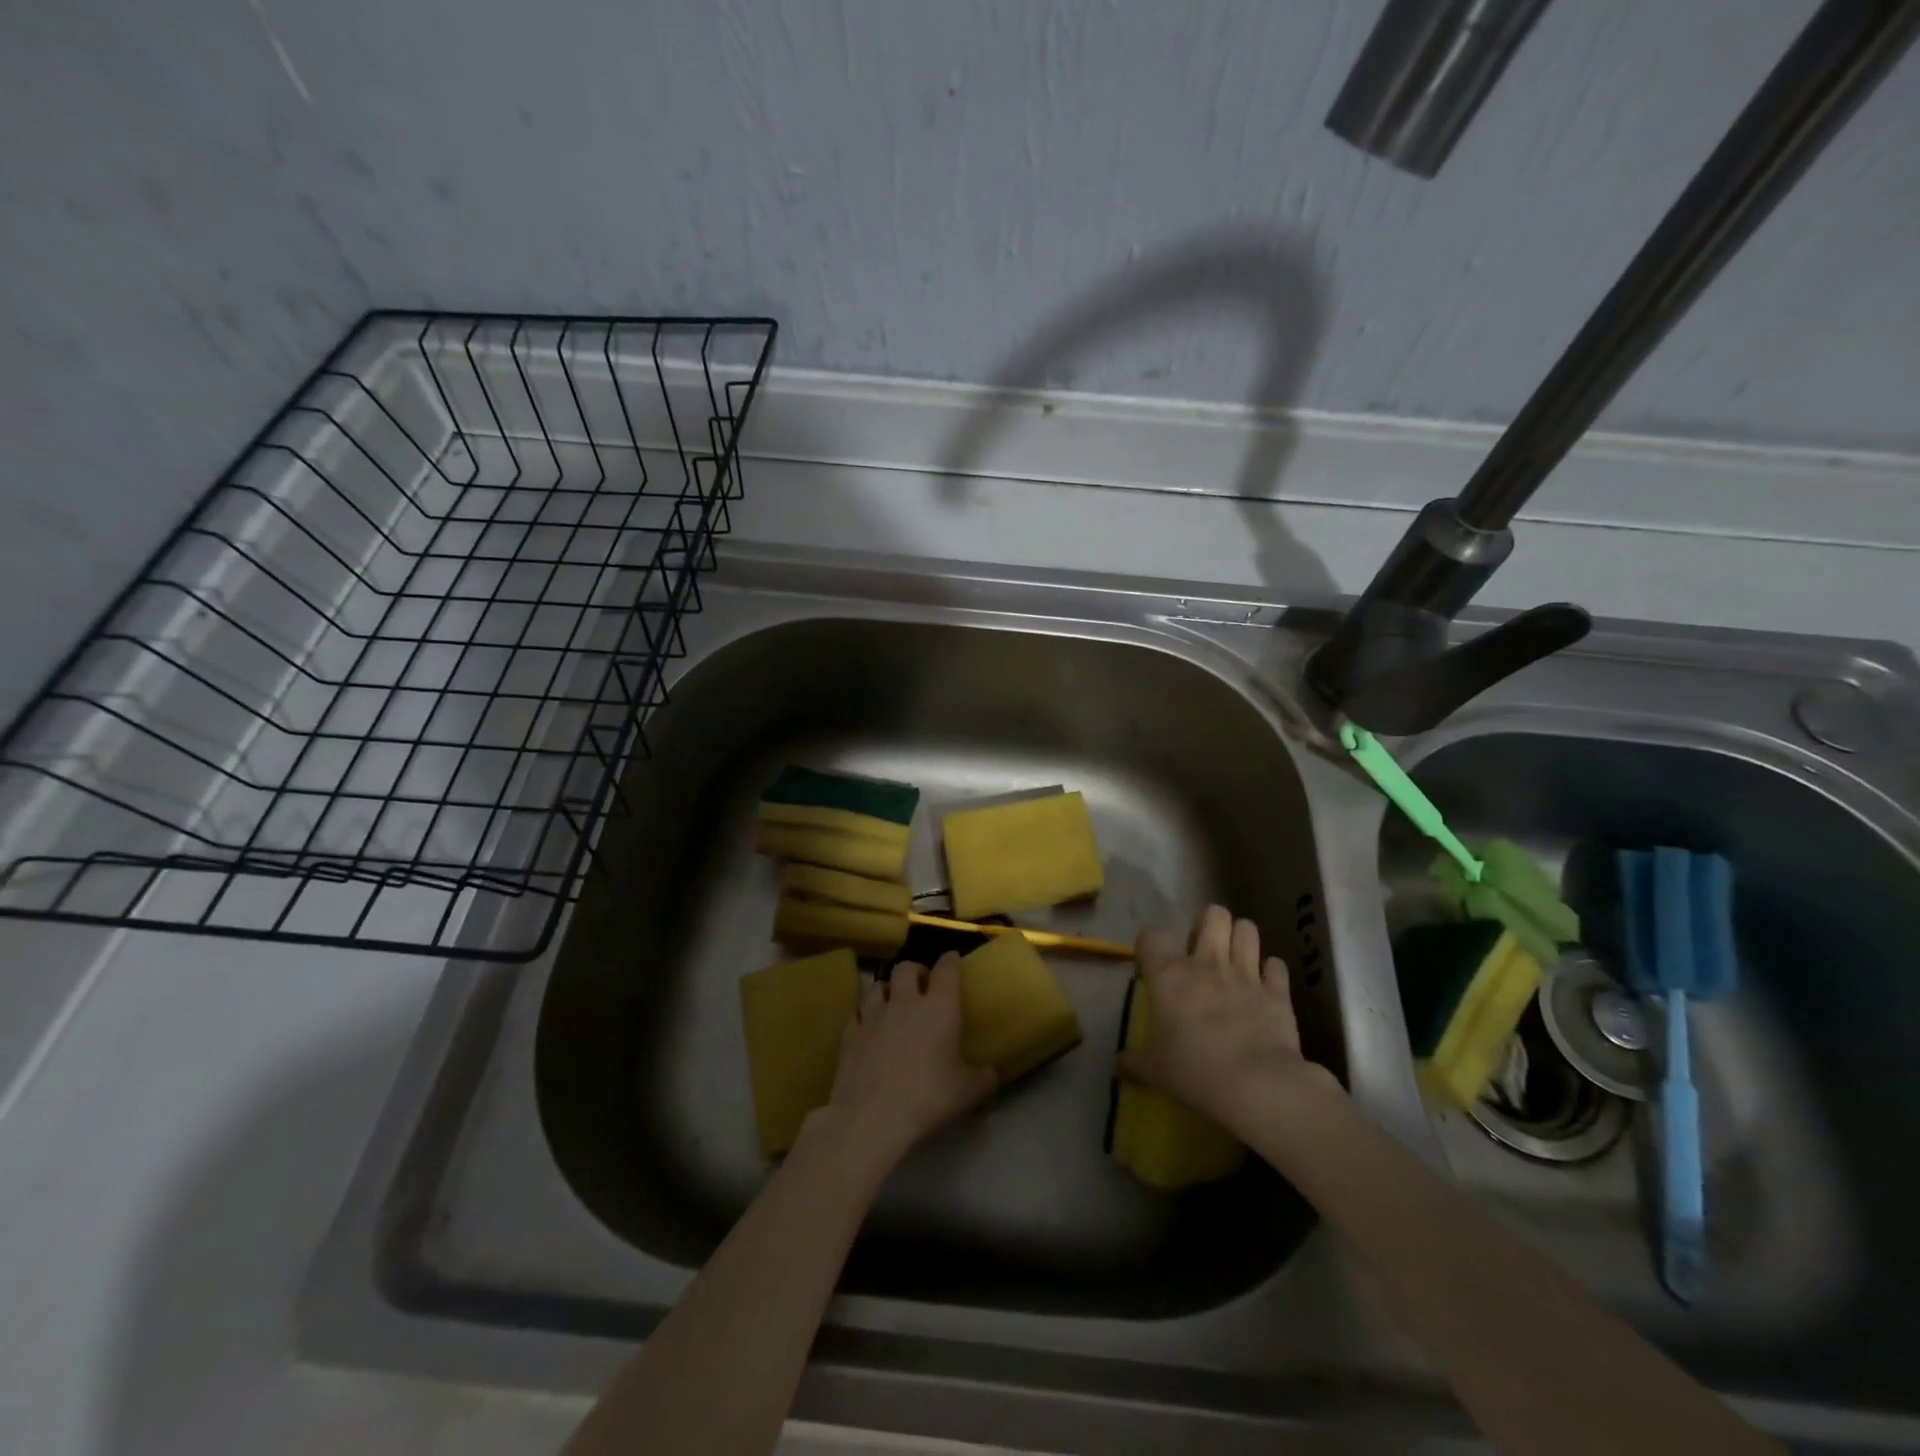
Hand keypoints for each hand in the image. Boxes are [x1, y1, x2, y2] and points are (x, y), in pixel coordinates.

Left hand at [812, 951, 997, 1174]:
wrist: (871, 1117)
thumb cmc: (927, 1098)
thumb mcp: (967, 1093)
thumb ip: (984, 1078)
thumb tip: (993, 1073)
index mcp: (939, 1007)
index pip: (946, 969)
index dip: (950, 960)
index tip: (953, 959)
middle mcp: (905, 1002)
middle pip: (907, 968)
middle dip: (916, 970)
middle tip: (923, 984)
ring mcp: (873, 1015)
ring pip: (878, 985)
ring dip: (888, 988)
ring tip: (893, 1001)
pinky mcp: (850, 1033)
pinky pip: (858, 1012)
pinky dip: (866, 1014)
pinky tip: (869, 1026)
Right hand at [1121, 904, 1337, 1139]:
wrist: (1256, 1085)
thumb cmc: (1193, 1071)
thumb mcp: (1153, 1070)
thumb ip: (1134, 1061)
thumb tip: (1118, 1064)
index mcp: (1168, 974)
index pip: (1151, 936)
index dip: (1150, 946)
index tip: (1152, 965)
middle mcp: (1207, 963)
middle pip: (1212, 914)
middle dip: (1209, 924)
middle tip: (1203, 950)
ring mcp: (1246, 973)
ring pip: (1247, 929)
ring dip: (1241, 939)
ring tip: (1236, 957)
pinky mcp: (1278, 991)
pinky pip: (1276, 966)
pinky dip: (1271, 972)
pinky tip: (1266, 985)